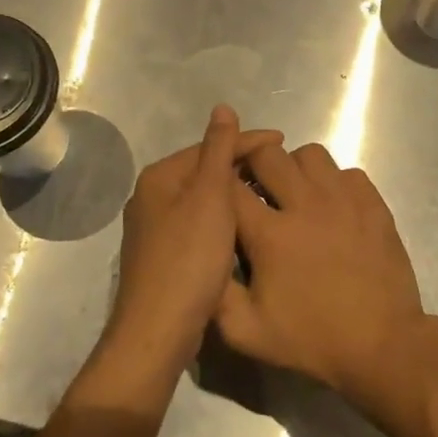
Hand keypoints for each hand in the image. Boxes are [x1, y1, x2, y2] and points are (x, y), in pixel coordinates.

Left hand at [100, 106, 281, 387]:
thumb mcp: (210, 196)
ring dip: (234, 194)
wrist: (159, 330)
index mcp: (160, 177)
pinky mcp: (165, 256)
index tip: (285, 142)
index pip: (210, 146)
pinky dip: (224, 219)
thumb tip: (222, 107)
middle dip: (242, 167)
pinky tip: (244, 228)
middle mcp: (152, 197)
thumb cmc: (188, 258)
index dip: (248, 141)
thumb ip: (218, 149)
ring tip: (269, 195)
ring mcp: (155, 229)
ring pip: (203, 199)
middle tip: (281, 171)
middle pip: (204, 171)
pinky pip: (200, 224)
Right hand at [215, 142, 425, 401]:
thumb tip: (205, 258)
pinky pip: (346, 172)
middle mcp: (306, 204)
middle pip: (268, 154)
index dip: (220, 184)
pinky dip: (334, 182)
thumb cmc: (312, 339)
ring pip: (310, 154)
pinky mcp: (373, 203)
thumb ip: (216, 293)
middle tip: (257, 191)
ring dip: (295, 168)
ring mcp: (344, 200)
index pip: (230, 186)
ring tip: (296, 195)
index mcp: (271, 234)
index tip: (221, 196)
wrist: (381, 345)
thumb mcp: (247, 332)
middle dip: (254, 166)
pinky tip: (332, 207)